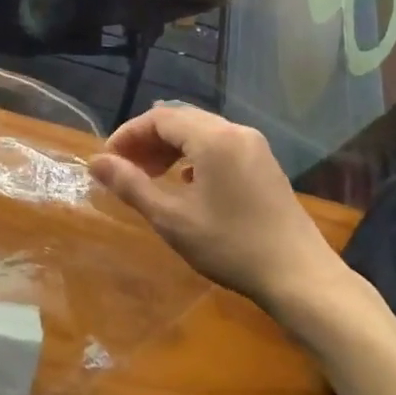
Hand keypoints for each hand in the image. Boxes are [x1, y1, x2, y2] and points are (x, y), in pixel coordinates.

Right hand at [90, 104, 337, 312]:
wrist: (300, 276)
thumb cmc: (230, 246)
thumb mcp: (172, 218)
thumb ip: (131, 185)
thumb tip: (95, 162)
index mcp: (213, 137)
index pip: (159, 118)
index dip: (128, 135)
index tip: (107, 161)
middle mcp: (236, 131)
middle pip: (181, 120)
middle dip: (147, 141)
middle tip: (124, 170)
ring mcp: (255, 146)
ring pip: (201, 133)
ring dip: (170, 149)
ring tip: (150, 177)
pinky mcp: (265, 164)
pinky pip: (220, 146)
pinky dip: (194, 157)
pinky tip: (187, 184)